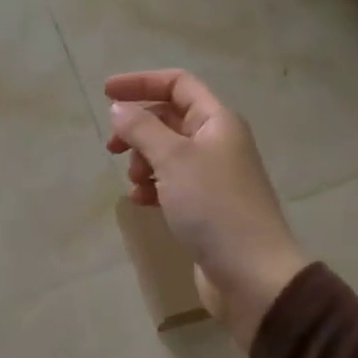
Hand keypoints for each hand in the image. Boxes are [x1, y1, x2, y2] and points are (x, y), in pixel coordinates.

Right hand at [105, 69, 305, 348]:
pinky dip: (154, 186)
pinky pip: (172, 182)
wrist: (252, 274)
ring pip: (168, 152)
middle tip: (112, 148)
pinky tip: (143, 202)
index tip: (106, 93)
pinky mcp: (206, 206)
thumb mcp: (173, 159)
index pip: (177, 84)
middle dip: (138, 129)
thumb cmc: (214, 206)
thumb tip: (119, 108)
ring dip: (144, 160)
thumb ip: (141, 129)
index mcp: (217, 121)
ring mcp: (213, 175)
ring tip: (135, 181)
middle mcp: (218, 141)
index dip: (141, 83)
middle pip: (170, 118)